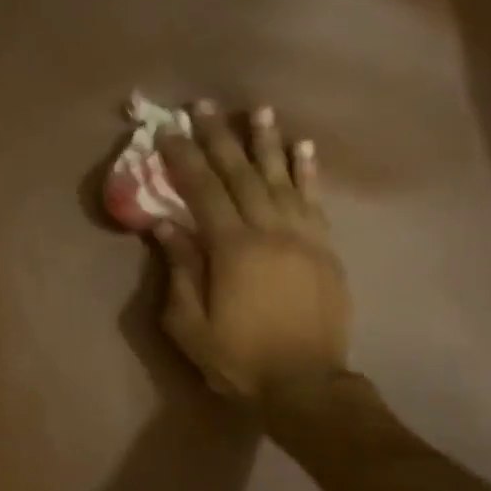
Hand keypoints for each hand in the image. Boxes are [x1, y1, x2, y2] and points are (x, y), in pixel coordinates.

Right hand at [152, 101, 352, 404]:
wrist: (305, 384)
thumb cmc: (238, 359)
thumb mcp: (189, 325)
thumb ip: (179, 271)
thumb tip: (165, 225)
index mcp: (231, 249)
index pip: (203, 191)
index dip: (183, 158)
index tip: (167, 131)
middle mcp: (270, 230)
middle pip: (241, 174)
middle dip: (220, 137)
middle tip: (204, 106)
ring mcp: (303, 237)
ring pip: (282, 178)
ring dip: (267, 142)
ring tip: (257, 109)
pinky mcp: (325, 249)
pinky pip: (315, 201)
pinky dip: (308, 171)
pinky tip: (302, 147)